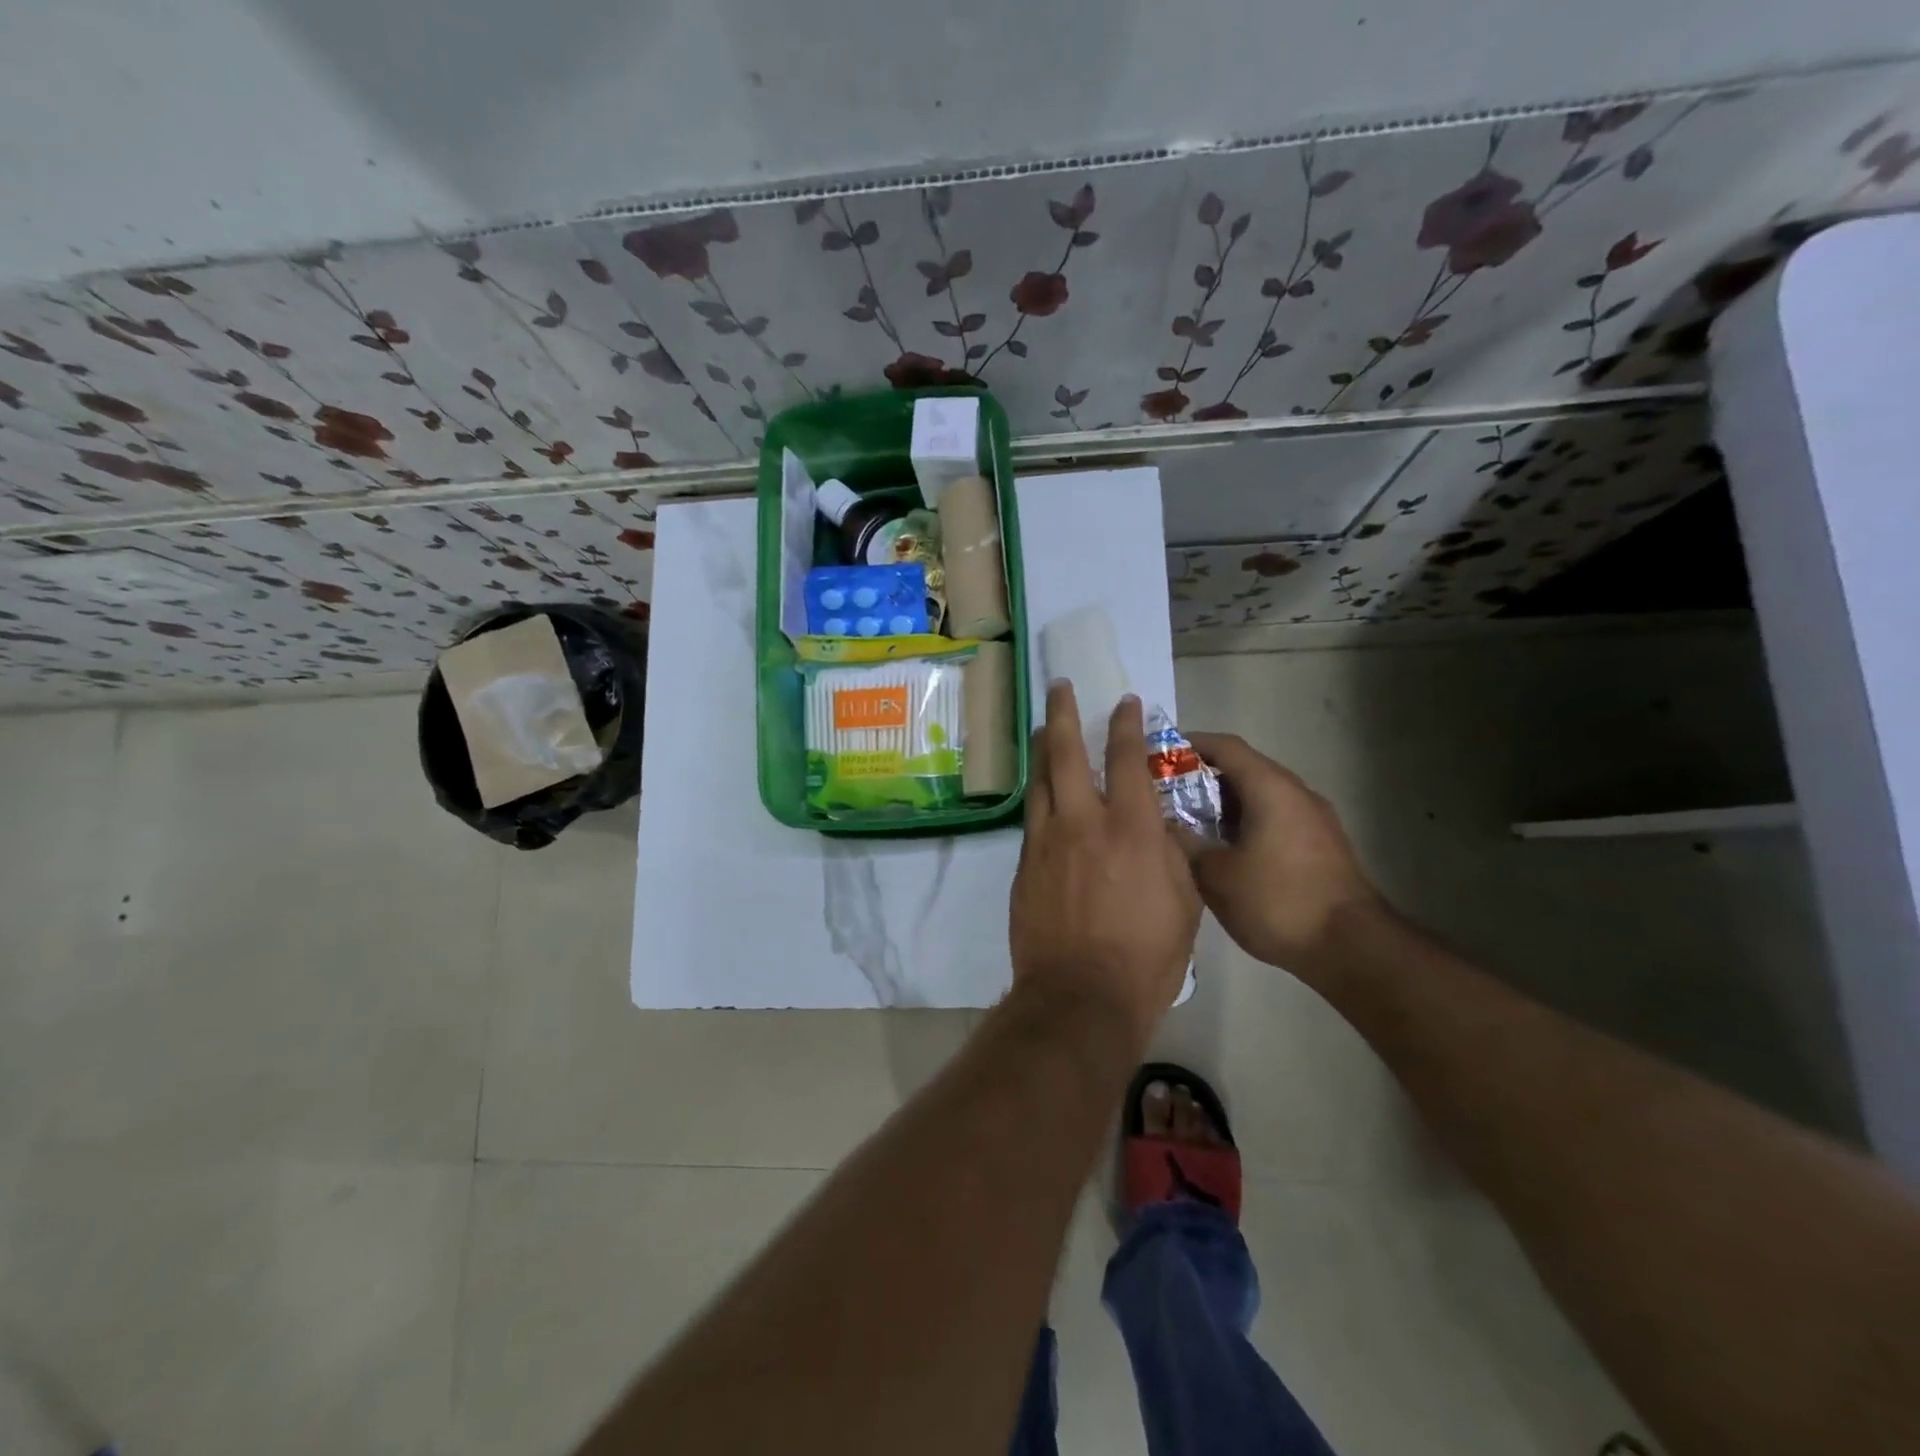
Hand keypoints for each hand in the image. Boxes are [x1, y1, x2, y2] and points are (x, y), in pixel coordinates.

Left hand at [1010, 683, 1200, 1042]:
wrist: (1080, 996)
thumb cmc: (1146, 955)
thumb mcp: (1184, 902)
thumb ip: (1171, 854)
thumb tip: (1160, 828)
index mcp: (1130, 828)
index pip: (1126, 758)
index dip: (1126, 725)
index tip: (1126, 702)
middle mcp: (1082, 822)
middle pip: (1063, 753)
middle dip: (1062, 713)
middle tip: (1059, 687)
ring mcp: (1046, 842)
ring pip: (1038, 781)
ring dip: (1040, 749)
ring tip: (1041, 727)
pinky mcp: (1024, 866)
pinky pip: (1032, 820)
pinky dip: (1039, 798)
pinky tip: (1042, 797)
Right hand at [1182, 732, 1383, 979]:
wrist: (1352, 948)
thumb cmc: (1277, 901)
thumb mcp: (1215, 875)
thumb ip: (1184, 843)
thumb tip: (1164, 825)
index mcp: (1270, 788)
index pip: (1226, 746)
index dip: (1190, 745)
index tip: (1159, 756)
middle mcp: (1297, 792)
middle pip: (1244, 768)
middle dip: (1203, 777)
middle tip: (1167, 795)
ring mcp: (1315, 818)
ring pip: (1261, 795)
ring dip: (1225, 803)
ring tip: (1191, 824)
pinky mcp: (1323, 845)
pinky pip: (1276, 817)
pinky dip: (1246, 822)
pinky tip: (1226, 850)